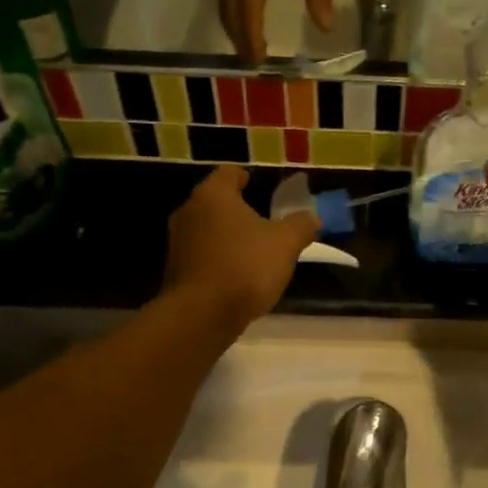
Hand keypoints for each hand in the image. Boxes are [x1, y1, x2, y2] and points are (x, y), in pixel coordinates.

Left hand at [163, 166, 318, 329]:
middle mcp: (189, 211)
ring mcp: (177, 242)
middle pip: (215, 202)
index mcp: (213, 195)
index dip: (245, 177)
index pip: (228, 173)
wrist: (202, 314)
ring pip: (207, 229)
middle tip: (261, 219)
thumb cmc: (245, 266)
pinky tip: (236, 274)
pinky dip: (217, 259)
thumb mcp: (285, 244)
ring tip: (251, 249)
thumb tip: (312, 217)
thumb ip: (301, 225)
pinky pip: (201, 255)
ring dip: (226, 236)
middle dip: (237, 209)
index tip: (258, 185)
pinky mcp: (175, 270)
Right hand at [219, 0, 334, 63]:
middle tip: (255, 66)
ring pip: (226, 4)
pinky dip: (235, 15)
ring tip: (249, 51)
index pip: (250, 8)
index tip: (260, 61)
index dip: (253, 36)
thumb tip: (325, 26)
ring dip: (235, 29)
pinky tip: (245, 25)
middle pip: (231, 11)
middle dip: (241, 39)